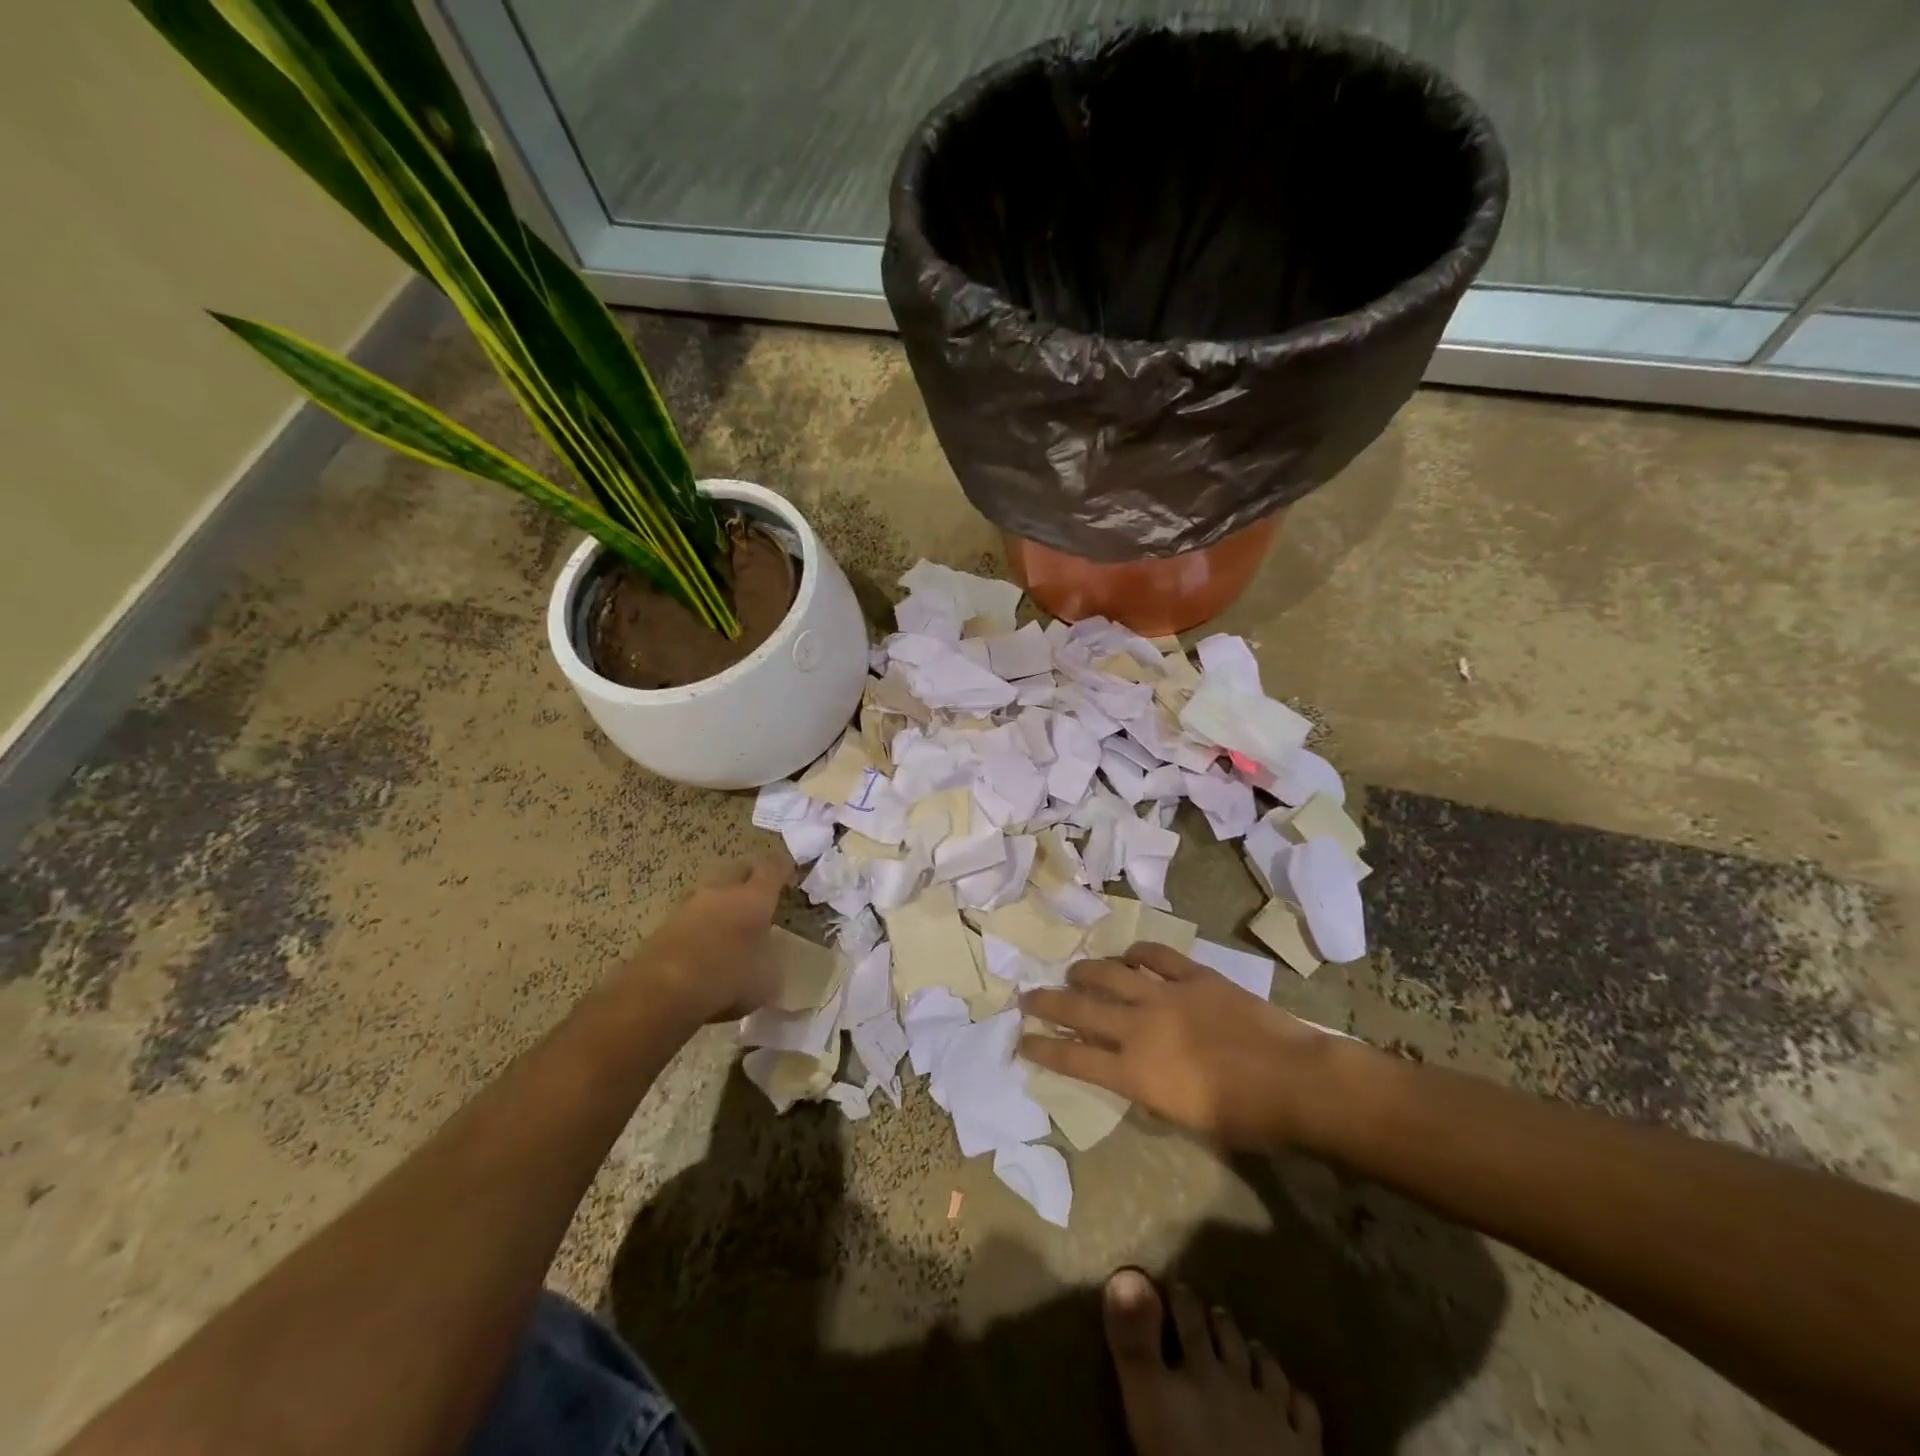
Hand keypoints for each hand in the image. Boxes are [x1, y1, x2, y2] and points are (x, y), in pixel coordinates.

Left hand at [616, 855, 789, 1025]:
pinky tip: (702, 944)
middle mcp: (722, 892)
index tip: (790, 873)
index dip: (783, 867)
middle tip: (759, 893)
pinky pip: (689, 916)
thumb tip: (769, 961)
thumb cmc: (729, 978)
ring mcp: (689, 906)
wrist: (663, 991)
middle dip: (749, 877)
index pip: (773, 867)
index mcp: (754, 898)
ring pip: (710, 891)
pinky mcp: (664, 925)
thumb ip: (771, 963)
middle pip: (738, 869)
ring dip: (720, 901)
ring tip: (728, 921)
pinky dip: (698, 925)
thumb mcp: (768, 980)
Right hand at [1020, 943, 1356, 1148]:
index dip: (1043, 1048)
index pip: (1074, 1058)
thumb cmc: (1244, 1118)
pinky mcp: (1193, 976)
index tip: (1021, 1040)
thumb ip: (1151, 1094)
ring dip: (1086, 972)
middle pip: (1080, 1009)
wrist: (1293, 1081)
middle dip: (1047, 1003)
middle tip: (1027, 997)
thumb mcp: (1186, 1119)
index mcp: (1135, 1072)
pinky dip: (1137, 953)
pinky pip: (1156, 955)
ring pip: (1110, 974)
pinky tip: (1129, 955)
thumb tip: (1135, 1078)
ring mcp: (1165, 995)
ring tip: (1074, 972)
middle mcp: (1140, 1028)